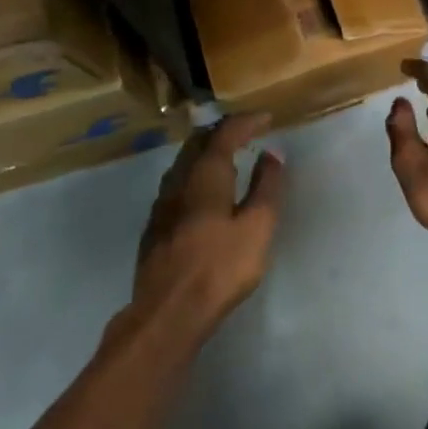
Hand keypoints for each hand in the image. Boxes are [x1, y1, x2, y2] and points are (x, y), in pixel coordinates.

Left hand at [133, 113, 287, 341]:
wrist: (168, 311)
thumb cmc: (220, 267)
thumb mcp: (257, 227)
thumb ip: (266, 187)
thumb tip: (272, 154)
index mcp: (206, 174)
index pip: (225, 133)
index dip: (246, 121)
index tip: (265, 117)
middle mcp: (180, 179)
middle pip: (199, 142)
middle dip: (223, 131)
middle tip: (245, 131)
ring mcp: (162, 203)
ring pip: (184, 162)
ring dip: (206, 152)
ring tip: (227, 156)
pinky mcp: (155, 225)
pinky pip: (177, 182)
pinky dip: (195, 173)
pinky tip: (203, 190)